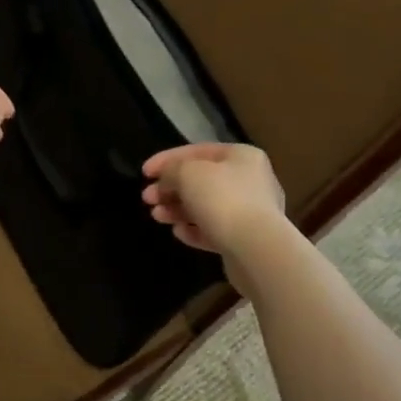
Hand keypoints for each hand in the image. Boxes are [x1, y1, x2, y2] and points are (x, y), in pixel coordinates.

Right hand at [142, 142, 285, 257]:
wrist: (257, 249)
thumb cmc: (222, 199)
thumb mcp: (188, 173)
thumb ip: (172, 170)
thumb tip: (168, 179)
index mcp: (242, 156)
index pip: (198, 151)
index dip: (167, 159)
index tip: (144, 172)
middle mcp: (250, 180)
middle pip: (201, 180)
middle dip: (170, 188)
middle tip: (147, 198)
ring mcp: (251, 212)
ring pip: (206, 206)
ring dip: (178, 209)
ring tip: (157, 216)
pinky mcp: (246, 240)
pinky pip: (214, 230)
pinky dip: (194, 230)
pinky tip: (178, 233)